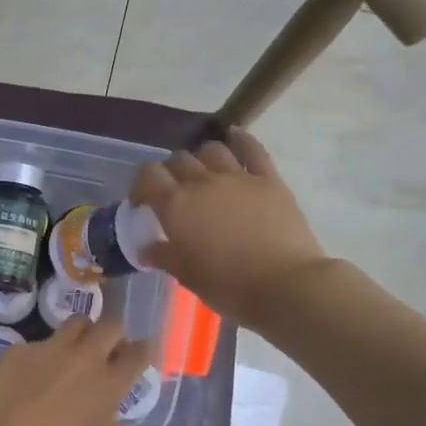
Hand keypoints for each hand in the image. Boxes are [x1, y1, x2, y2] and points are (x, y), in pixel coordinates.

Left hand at [0, 317, 153, 425]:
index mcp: (108, 386)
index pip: (138, 353)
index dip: (142, 351)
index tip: (137, 355)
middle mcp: (84, 359)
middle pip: (110, 326)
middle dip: (112, 335)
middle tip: (104, 351)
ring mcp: (50, 349)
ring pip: (76, 323)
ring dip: (81, 333)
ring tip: (71, 352)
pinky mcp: (19, 349)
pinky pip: (38, 344)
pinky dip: (41, 356)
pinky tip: (28, 377)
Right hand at [131, 130, 326, 324]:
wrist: (284, 285)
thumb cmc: (227, 285)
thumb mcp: (186, 276)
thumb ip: (164, 256)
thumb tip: (147, 248)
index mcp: (176, 205)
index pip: (148, 175)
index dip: (141, 185)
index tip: (143, 204)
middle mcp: (202, 182)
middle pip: (178, 160)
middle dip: (170, 173)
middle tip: (174, 195)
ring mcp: (238, 177)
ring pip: (211, 150)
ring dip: (202, 159)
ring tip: (204, 176)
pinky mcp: (268, 179)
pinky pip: (252, 149)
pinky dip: (240, 140)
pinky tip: (235, 139)